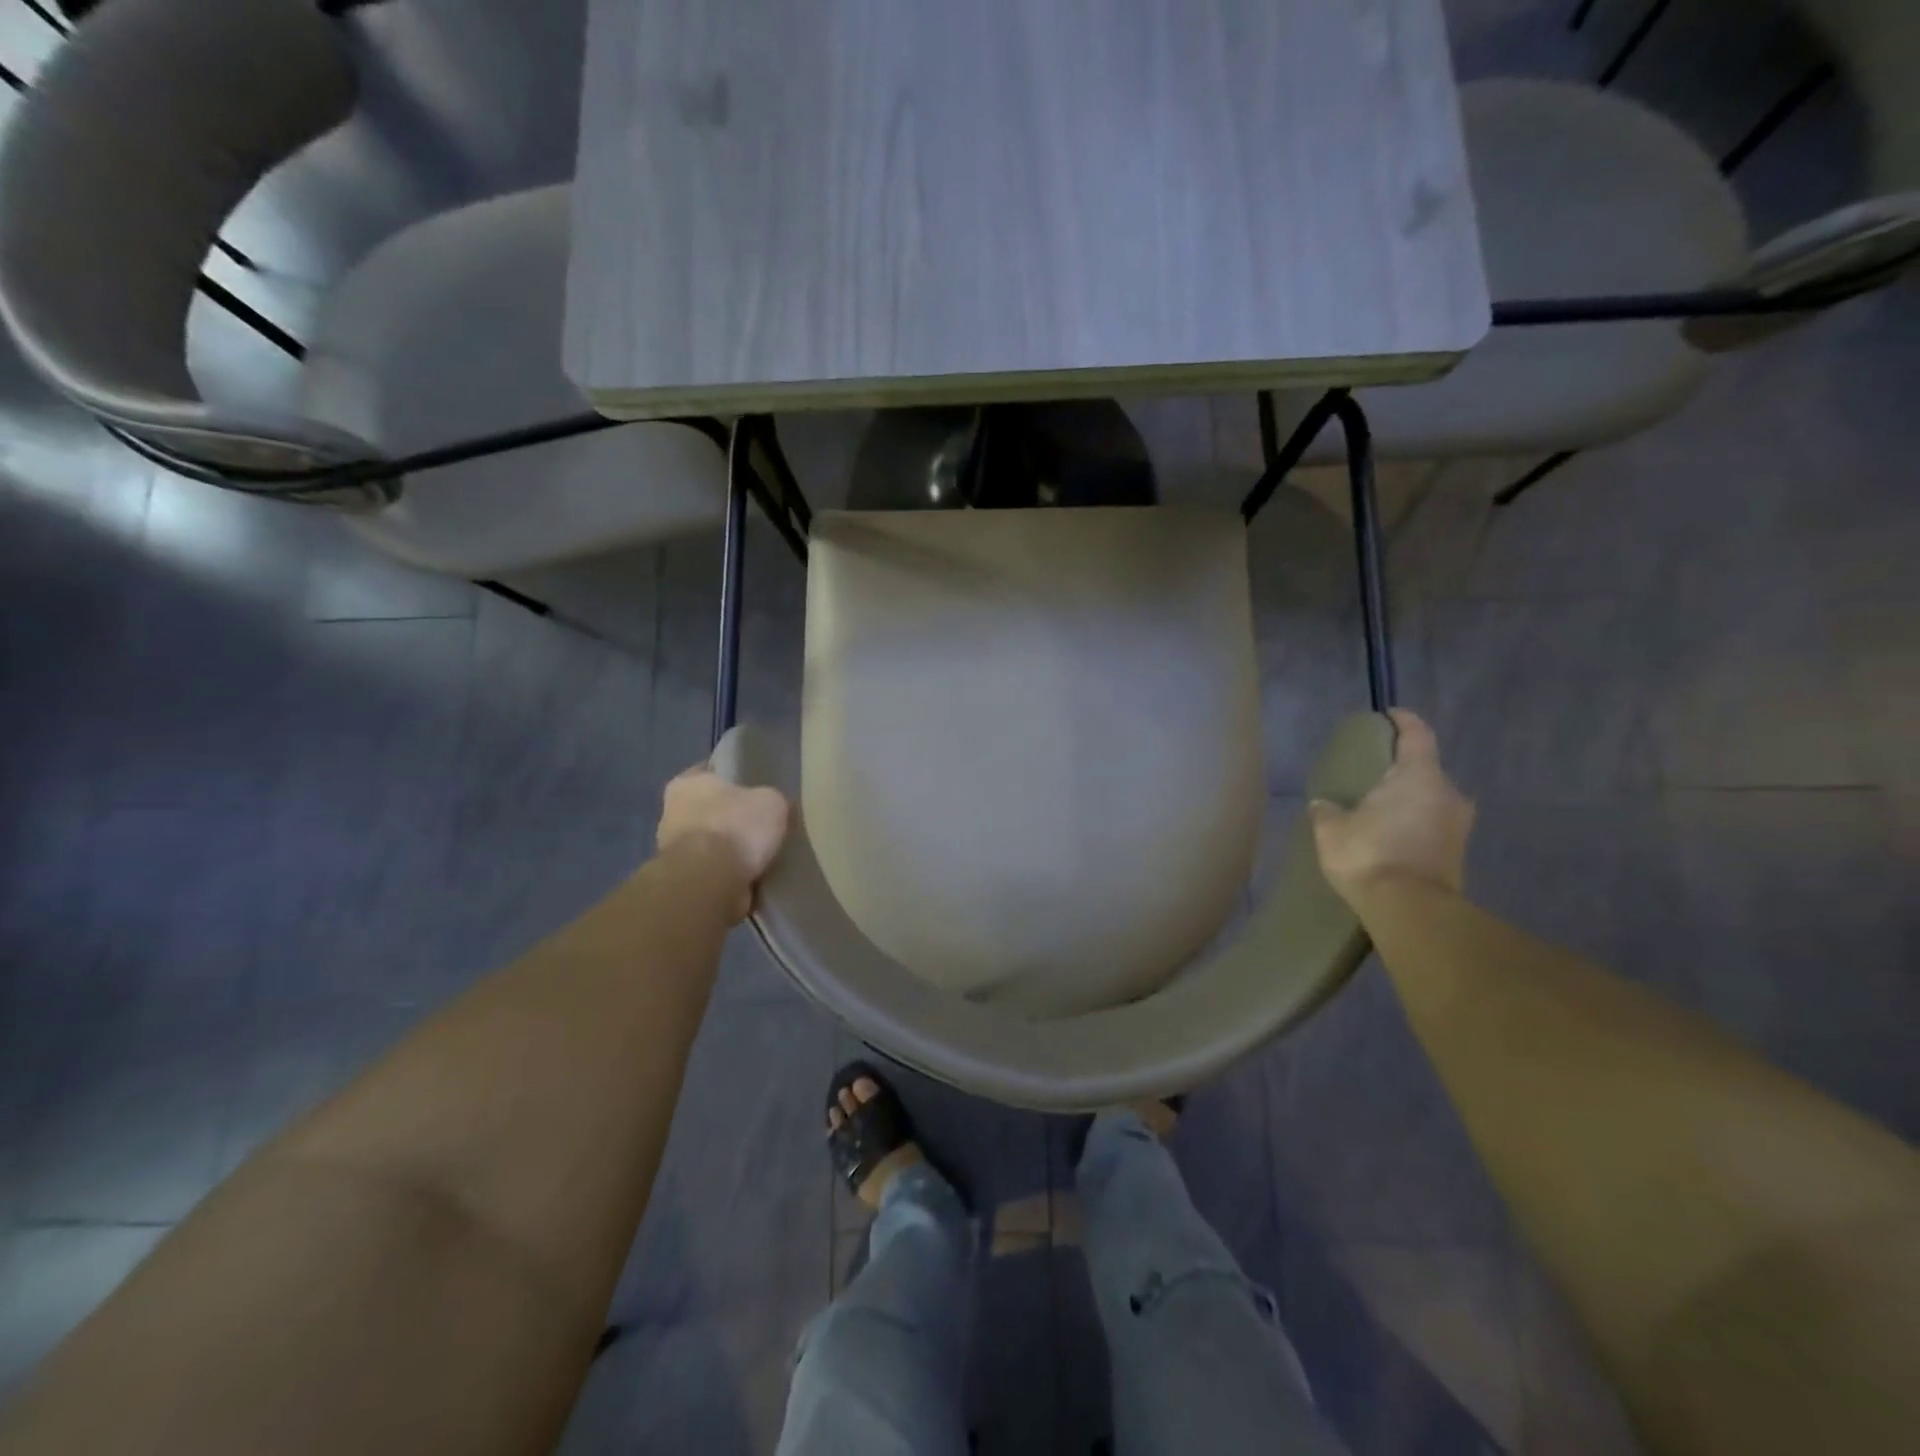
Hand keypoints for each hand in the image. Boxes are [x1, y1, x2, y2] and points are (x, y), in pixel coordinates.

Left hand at [656, 763, 790, 922]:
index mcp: (687, 783)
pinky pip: (713, 871)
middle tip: (762, 825)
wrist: (709, 883)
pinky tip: (753, 877)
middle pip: (709, 810)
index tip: (755, 788)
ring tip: (762, 856)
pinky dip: (729, 874)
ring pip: (710, 843)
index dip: (734, 778)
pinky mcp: (682, 881)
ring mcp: (672, 851)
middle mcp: (672, 813)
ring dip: (730, 850)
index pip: (710, 772)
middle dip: (732, 818)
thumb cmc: (736, 828)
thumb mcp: (772, 802)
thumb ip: (771, 801)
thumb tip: (773, 808)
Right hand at [1310, 709, 1473, 907]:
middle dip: (1402, 769)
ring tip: (1381, 808)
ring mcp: (1459, 826)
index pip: (1417, 734)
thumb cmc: (1370, 855)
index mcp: (1419, 776)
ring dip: (1410, 800)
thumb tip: (1323, 804)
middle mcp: (1448, 794)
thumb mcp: (1331, 829)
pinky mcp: (1458, 854)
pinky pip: (1434, 826)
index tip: (1389, 715)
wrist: (1411, 911)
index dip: (1404, 721)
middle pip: (1426, 770)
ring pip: (1432, 800)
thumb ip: (1327, 810)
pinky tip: (1392, 835)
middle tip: (1374, 775)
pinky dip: (1415, 825)